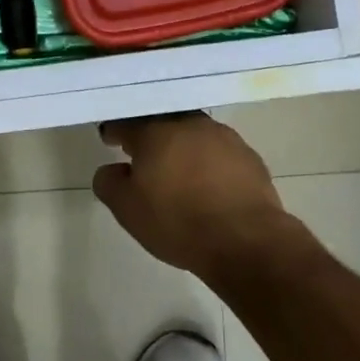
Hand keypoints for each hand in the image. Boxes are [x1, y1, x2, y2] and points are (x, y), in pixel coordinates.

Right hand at [92, 113, 311, 284]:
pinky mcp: (249, 155)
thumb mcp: (127, 210)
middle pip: (163, 121)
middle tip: (143, 153)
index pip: (127, 121)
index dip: (115, 130)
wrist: (245, 239)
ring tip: (177, 169)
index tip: (110, 139)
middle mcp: (190, 124)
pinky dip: (208, 161)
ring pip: (194, 133)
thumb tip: (112, 169)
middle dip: (150, 134)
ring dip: (182, 145)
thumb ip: (110, 183)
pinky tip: (208, 183)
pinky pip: (219, 151)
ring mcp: (224, 137)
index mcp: (156, 132)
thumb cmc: (177, 221)